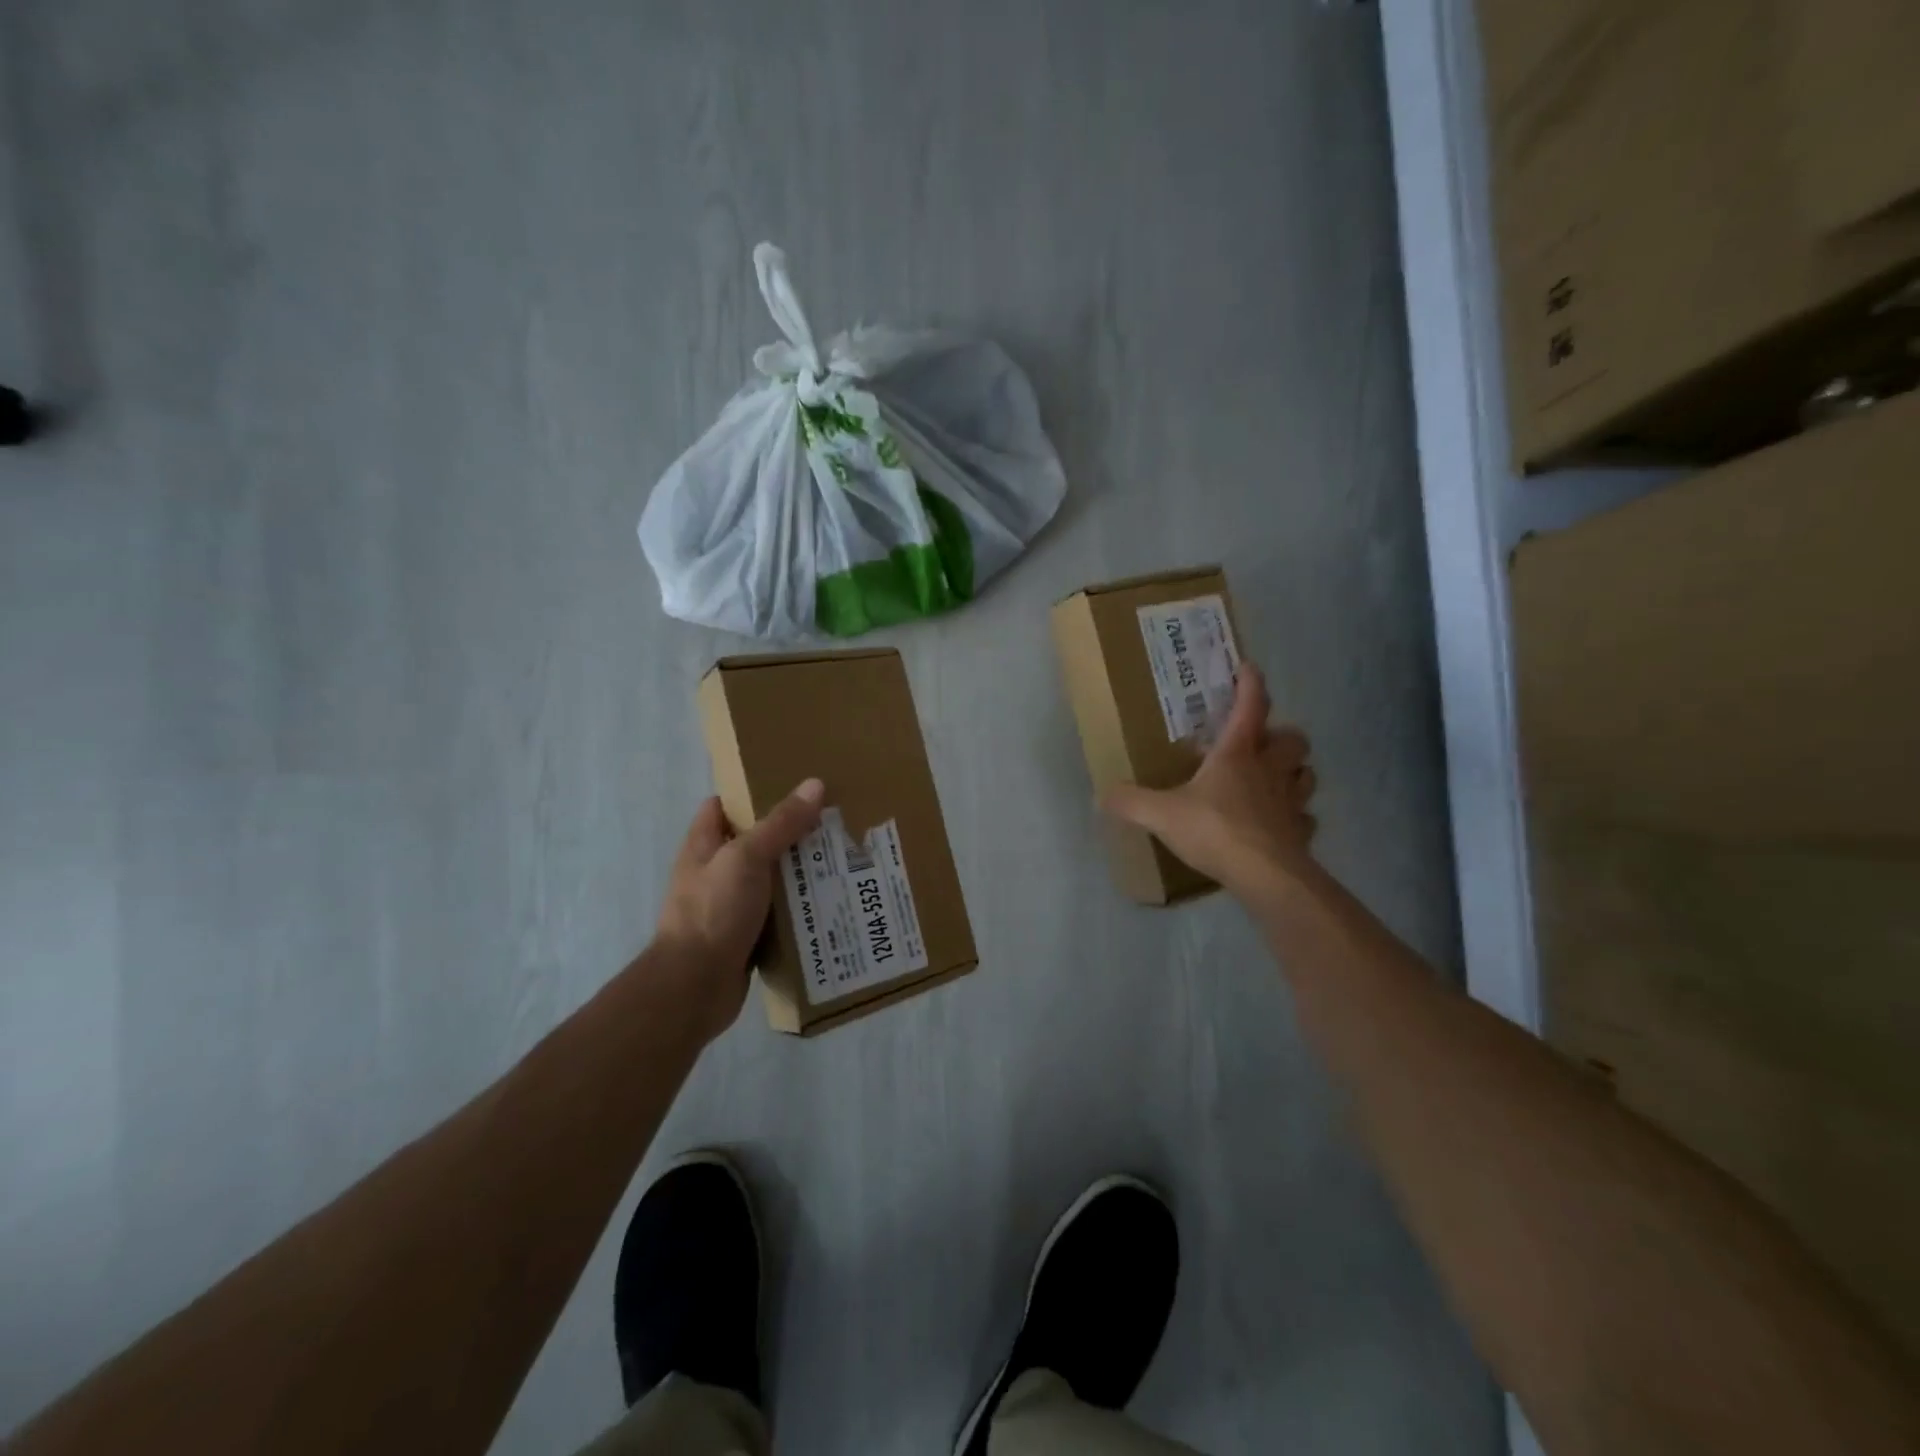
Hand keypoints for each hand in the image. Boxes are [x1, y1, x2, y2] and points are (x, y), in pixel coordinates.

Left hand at [651, 779, 825, 1042]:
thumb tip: (815, 784)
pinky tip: (830, 903)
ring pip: (770, 881)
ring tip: (841, 861)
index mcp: (703, 846)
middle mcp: (714, 874)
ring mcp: (729, 908)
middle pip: (754, 844)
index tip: (792, 788)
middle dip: (789, 835)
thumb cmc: (713, 911)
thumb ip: (780, 823)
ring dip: (799, 875)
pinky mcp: (745, 937)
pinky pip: (777, 915)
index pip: (722, 807)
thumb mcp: (746, 857)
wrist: (694, 987)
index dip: (751, 794)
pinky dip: (799, 910)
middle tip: (831, 824)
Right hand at [1102, 663, 1317, 900]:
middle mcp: (1270, 771)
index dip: (1250, 684)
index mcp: (1237, 755)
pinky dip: (1296, 817)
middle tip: (1261, 745)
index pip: (1250, 707)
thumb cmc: (1214, 829)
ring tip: (1274, 780)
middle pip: (1293, 739)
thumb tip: (1101, 795)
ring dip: (1295, 772)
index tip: (1248, 668)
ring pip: (1306, 774)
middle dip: (1282, 736)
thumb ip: (1131, 802)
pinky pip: (1304, 818)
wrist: (1265, 875)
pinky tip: (1278, 826)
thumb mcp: (1161, 814)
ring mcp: (1291, 802)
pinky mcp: (1301, 833)